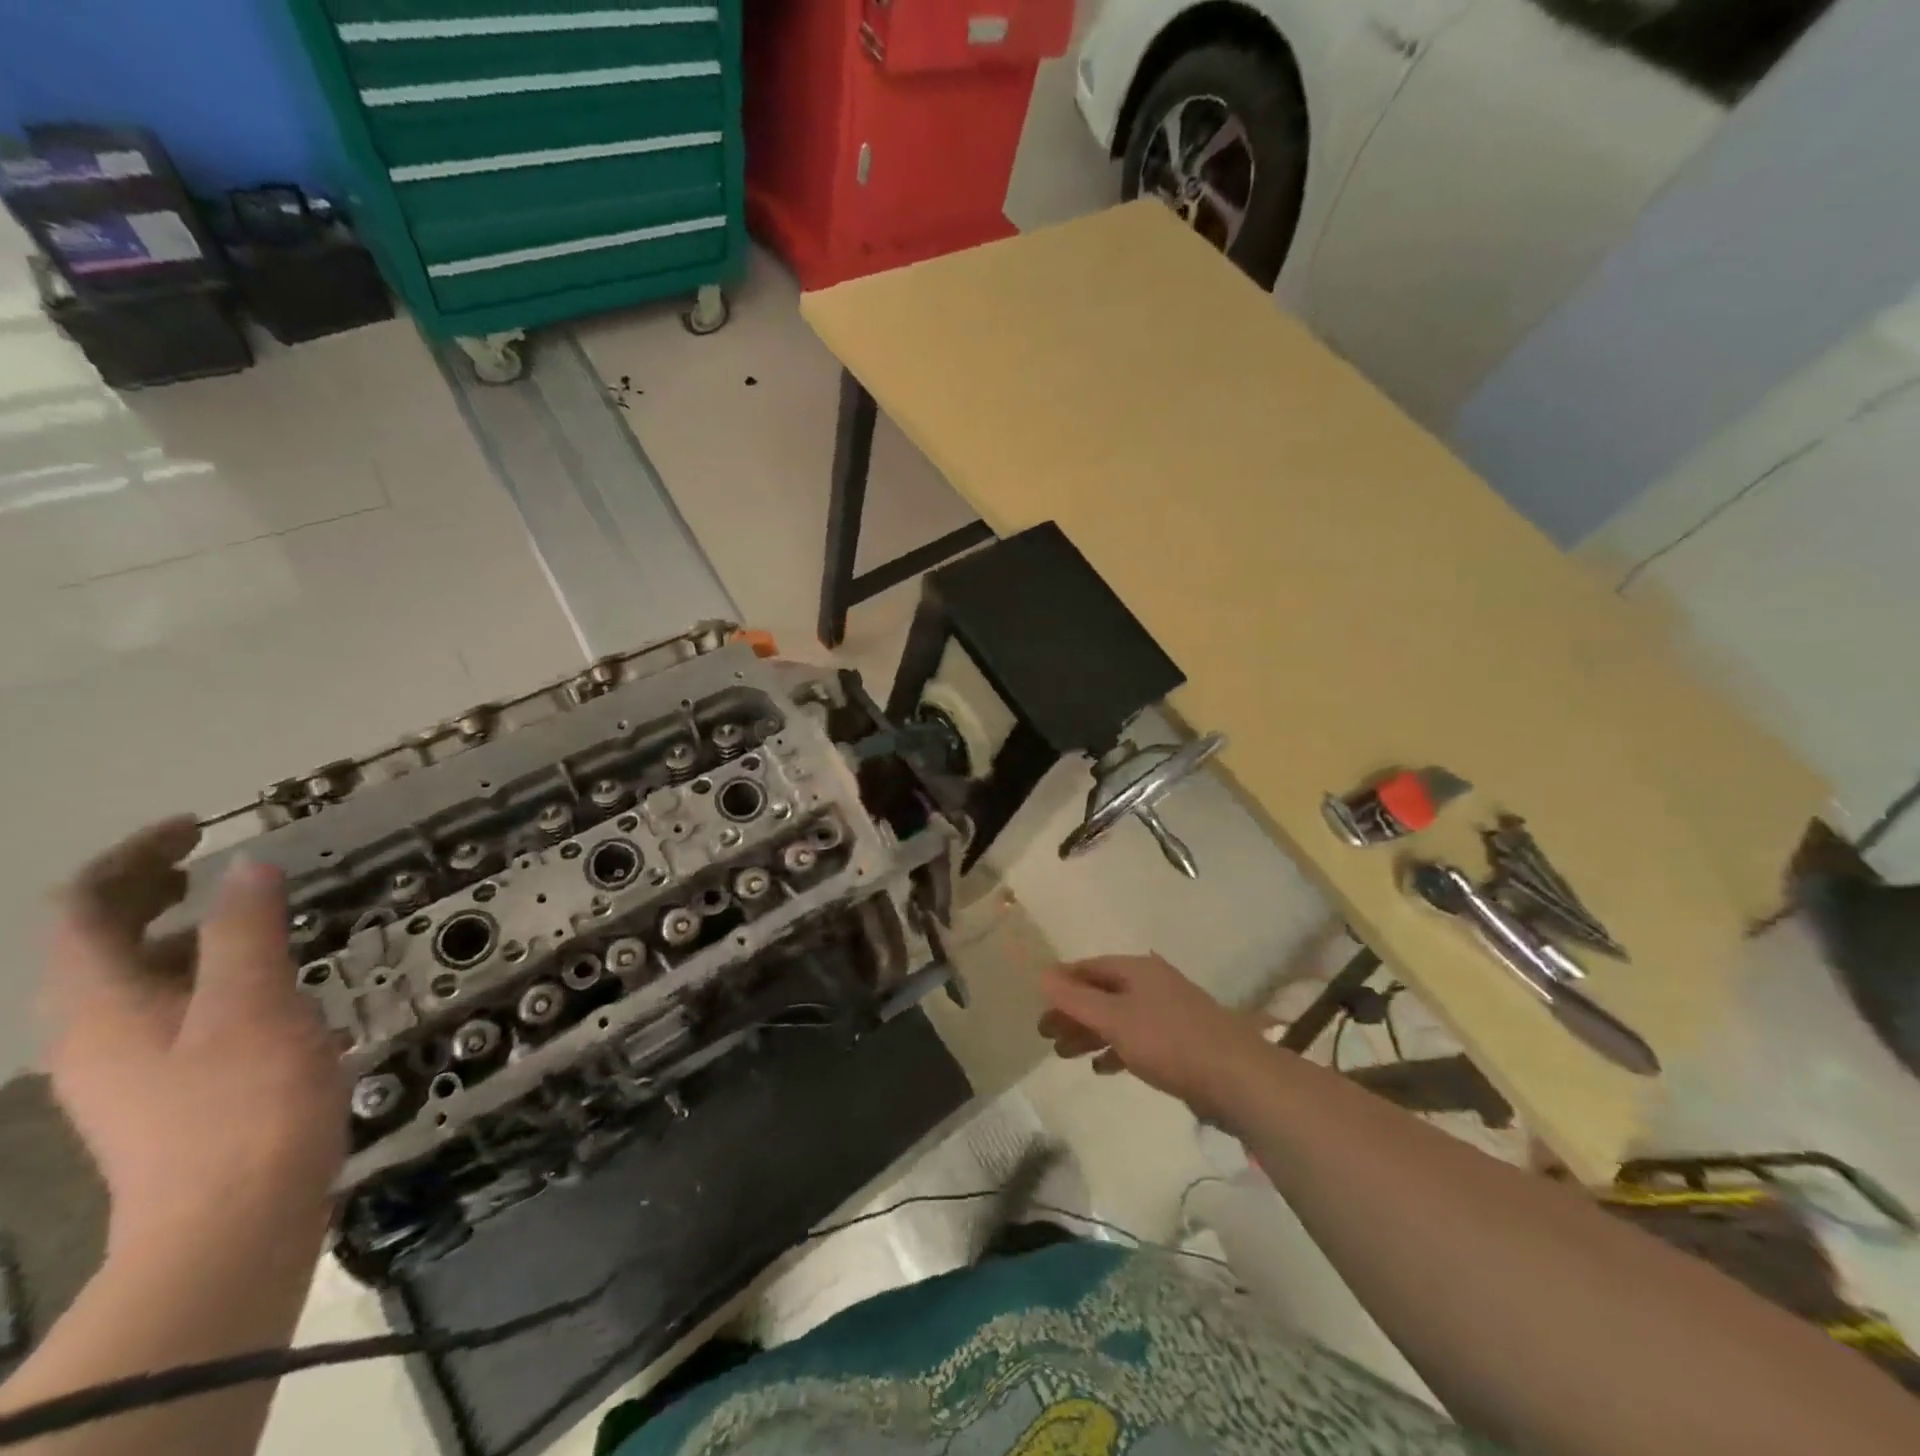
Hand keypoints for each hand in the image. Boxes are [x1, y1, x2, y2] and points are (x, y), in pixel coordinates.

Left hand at [43, 819, 348, 1257]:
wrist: (233, 1224)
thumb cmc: (244, 1104)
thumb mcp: (254, 1005)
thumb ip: (248, 931)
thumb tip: (249, 866)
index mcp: (103, 1006)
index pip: (86, 909)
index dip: (134, 858)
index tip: (199, 828)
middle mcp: (97, 1032)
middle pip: (103, 942)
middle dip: (154, 890)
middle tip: (221, 861)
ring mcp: (130, 1068)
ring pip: (139, 978)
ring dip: (186, 932)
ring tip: (255, 915)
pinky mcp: (169, 1091)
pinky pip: (173, 1010)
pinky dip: (208, 975)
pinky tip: (267, 984)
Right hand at [1038, 954, 1267, 1117]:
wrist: (1238, 1078)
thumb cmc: (1169, 1042)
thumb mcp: (1115, 1019)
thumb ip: (1076, 999)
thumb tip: (1041, 974)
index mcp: (1137, 970)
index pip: (1088, 968)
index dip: (1060, 984)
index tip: (1037, 1004)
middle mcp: (1152, 984)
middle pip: (1101, 992)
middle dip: (1072, 1012)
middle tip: (1046, 1035)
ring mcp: (1168, 1012)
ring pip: (1117, 1017)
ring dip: (1090, 1033)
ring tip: (1064, 1054)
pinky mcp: (1180, 1042)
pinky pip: (1137, 1039)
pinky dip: (1116, 1049)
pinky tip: (1101, 1068)